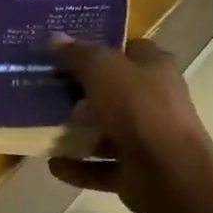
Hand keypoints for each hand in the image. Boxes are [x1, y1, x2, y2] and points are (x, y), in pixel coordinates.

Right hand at [48, 36, 212, 212]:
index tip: (65, 53)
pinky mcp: (137, 172)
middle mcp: (155, 101)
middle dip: (80, 93)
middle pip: (113, 91)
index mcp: (155, 68)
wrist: (169, 174)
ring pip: (106, 132)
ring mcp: (147, 139)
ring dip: (77, 134)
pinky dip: (78, 167)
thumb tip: (55, 39)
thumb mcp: (102, 70)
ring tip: (43, 129)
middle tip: (45, 90)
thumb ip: (78, 55)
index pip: (128, 49)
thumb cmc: (138, 109)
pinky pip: (101, 168)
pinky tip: (53, 164)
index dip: (99, 48)